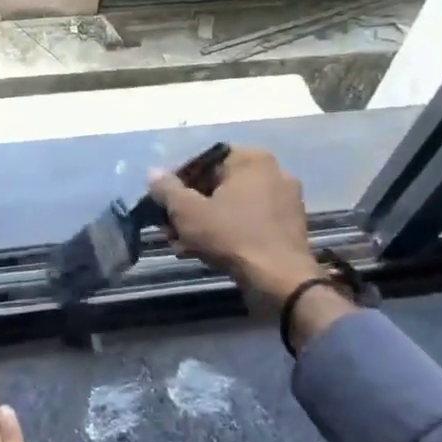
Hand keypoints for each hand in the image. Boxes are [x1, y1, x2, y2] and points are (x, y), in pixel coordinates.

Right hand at [151, 147, 323, 302]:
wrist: (281, 281)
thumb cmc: (232, 237)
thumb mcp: (188, 212)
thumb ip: (167, 190)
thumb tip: (153, 173)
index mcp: (252, 160)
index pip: (203, 162)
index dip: (177, 183)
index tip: (161, 204)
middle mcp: (274, 172)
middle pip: (218, 186)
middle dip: (189, 208)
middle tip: (168, 229)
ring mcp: (284, 201)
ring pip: (232, 207)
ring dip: (204, 223)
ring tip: (182, 245)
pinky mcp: (288, 227)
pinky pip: (249, 222)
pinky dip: (227, 232)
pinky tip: (207, 252)